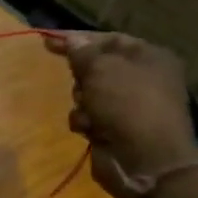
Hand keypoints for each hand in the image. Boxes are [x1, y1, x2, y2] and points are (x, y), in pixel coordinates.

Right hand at [45, 32, 197, 197]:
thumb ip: (83, 52)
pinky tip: (90, 129)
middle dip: (82, 76)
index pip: (108, 39)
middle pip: (97, 67)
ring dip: (82, 101)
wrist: (145, 159)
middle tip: (81, 84)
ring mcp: (129, 105)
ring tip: (88, 111)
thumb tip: (73, 40)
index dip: (78, 38)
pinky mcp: (116, 128)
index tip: (47, 41)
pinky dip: (85, 121)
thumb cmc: (127, 104)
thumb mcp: (102, 69)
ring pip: (89, 93)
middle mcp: (142, 79)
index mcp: (149, 57)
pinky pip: (89, 116)